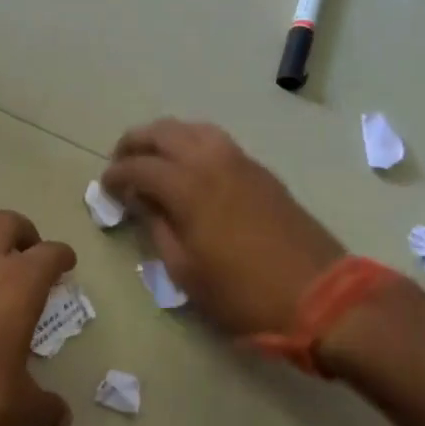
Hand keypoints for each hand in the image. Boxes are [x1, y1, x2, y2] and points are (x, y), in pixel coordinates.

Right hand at [101, 119, 343, 337]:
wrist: (320, 296)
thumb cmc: (243, 294)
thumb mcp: (186, 272)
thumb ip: (158, 229)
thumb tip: (142, 203)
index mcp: (189, 187)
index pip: (139, 167)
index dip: (116, 175)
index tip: (104, 187)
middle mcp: (212, 162)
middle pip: (164, 132)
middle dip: (135, 143)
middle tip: (120, 163)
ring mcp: (241, 162)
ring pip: (193, 129)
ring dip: (166, 138)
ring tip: (153, 161)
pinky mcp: (261, 172)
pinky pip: (217, 142)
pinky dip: (193, 144)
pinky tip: (189, 169)